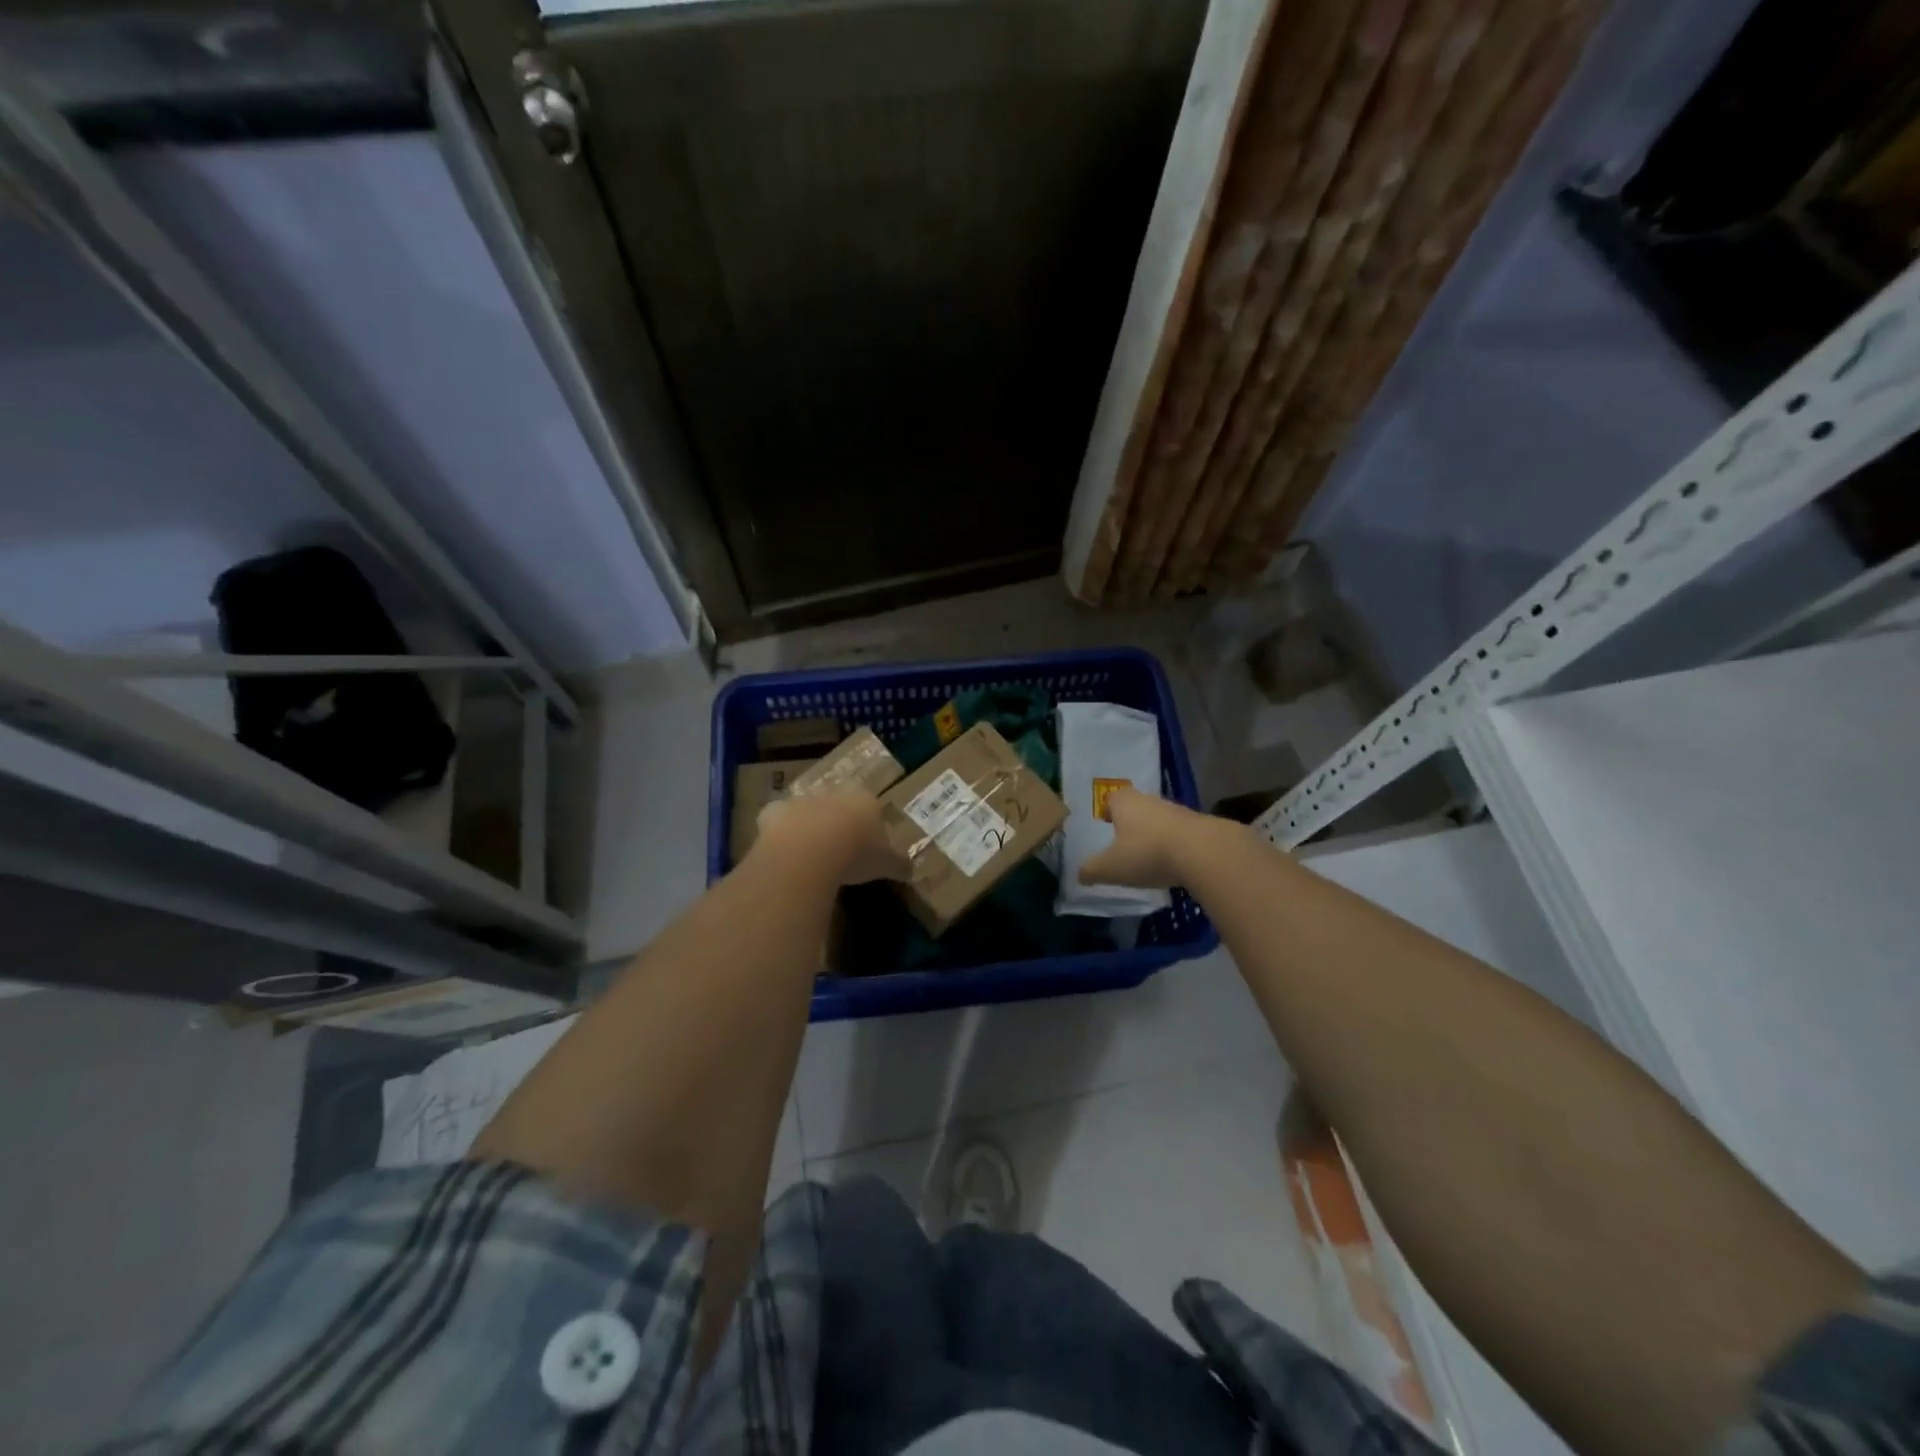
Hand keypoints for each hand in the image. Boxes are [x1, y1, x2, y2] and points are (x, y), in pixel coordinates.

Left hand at [754, 792, 909, 884]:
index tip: (868, 847)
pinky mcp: (774, 812)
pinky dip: (779, 836)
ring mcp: (802, 800)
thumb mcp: (887, 864)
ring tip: (810, 858)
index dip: (869, 827)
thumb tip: (912, 869)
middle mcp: (834, 794)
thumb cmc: (857, 852)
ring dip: (808, 829)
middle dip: (838, 824)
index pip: (872, 808)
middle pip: (838, 807)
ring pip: (807, 812)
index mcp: (865, 800)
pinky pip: (778, 824)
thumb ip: (899, 864)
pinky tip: (784, 856)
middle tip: (839, 851)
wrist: (810, 849)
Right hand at [1078, 787, 1228, 889]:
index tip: (1105, 824)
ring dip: (1153, 832)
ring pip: (1158, 818)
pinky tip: (1173, 862)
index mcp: (1124, 803)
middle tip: (1124, 841)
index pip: (1110, 798)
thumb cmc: (1147, 853)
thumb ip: (1092, 870)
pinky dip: (1174, 843)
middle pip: (1135, 806)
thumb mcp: (1111, 868)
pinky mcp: (1198, 825)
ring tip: (1149, 855)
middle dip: (1130, 821)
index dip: (1106, 810)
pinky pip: (1179, 831)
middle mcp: (1149, 800)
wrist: (1204, 852)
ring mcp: (1176, 810)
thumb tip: (1079, 874)